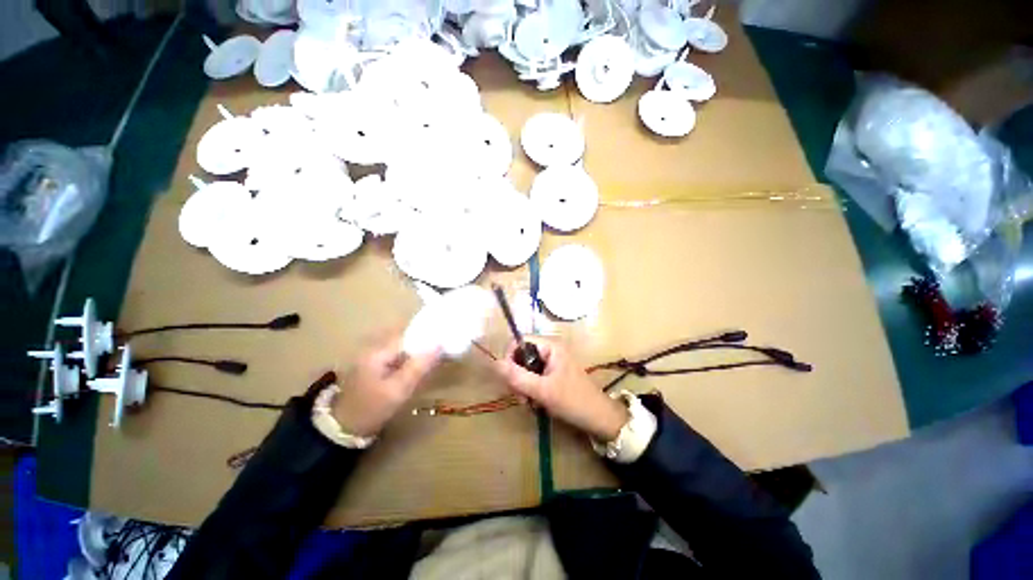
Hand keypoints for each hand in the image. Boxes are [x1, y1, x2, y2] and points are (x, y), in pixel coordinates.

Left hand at [332, 333, 440, 436]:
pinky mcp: (375, 365)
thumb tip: (439, 345)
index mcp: (378, 351)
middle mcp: (375, 348)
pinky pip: (398, 356)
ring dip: (419, 352)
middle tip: (444, 351)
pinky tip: (420, 367)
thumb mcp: (398, 390)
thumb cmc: (372, 409)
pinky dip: (411, 359)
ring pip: (404, 348)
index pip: (409, 336)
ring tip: (437, 357)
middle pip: (407, 340)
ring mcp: (373, 357)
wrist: (344, 428)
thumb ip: (418, 367)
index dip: (428, 337)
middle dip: (425, 344)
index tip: (446, 341)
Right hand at [494, 338, 628, 440]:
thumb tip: (495, 364)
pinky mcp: (553, 376)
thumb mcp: (543, 390)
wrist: (599, 419)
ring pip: (526, 369)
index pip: (521, 341)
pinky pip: (534, 378)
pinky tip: (534, 403)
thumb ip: (518, 377)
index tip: (508, 378)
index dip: (510, 356)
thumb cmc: (573, 401)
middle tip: (521, 396)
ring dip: (523, 386)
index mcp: (550, 347)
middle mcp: (550, 351)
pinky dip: (530, 390)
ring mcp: (552, 364)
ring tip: (529, 403)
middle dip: (517, 376)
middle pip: (522, 356)